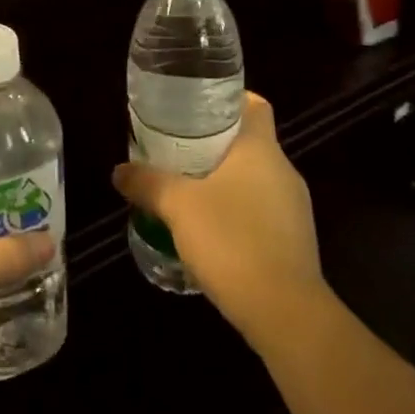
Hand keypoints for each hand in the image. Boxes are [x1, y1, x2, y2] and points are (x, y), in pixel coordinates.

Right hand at [112, 92, 325, 347]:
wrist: (286, 314)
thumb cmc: (232, 240)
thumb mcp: (178, 206)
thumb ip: (147, 183)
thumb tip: (119, 171)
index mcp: (261, 149)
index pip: (254, 105)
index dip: (228, 99)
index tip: (196, 105)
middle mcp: (284, 171)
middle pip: (249, 142)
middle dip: (215, 143)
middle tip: (177, 147)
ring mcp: (294, 209)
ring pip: (255, 179)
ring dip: (225, 181)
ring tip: (187, 189)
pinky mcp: (295, 243)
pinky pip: (262, 212)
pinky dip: (237, 212)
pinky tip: (210, 230)